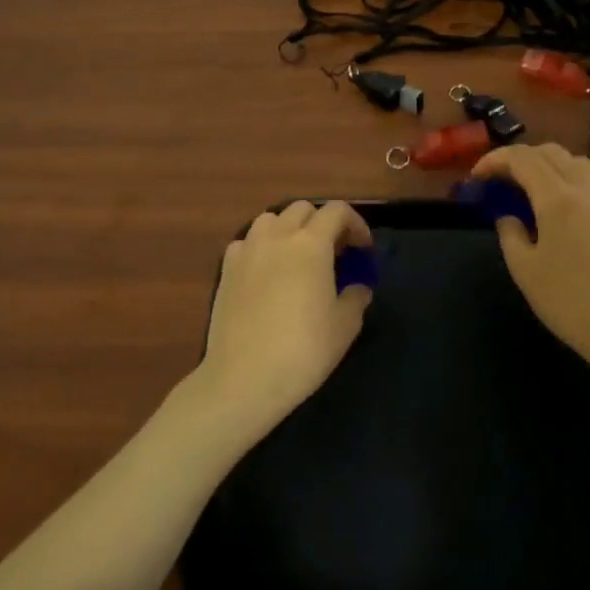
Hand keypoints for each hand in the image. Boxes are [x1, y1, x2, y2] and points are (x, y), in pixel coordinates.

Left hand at [195, 200, 373, 433]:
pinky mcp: (225, 270)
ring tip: (299, 257)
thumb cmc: (303, 350)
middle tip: (334, 253)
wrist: (243, 379)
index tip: (363, 250)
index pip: (337, 211)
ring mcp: (247, 251)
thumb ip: (356, 297)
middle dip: (323, 223)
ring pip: (271, 219)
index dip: (356, 224)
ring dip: (289, 229)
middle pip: (302, 210)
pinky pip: (247, 242)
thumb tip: (357, 287)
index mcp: (311, 244)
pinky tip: (267, 272)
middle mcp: (277, 237)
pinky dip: (262, 246)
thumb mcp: (345, 326)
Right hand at [471, 144, 589, 377]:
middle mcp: (583, 189)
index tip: (476, 177)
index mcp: (557, 198)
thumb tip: (508, 217)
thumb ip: (510, 235)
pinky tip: (554, 203)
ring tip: (526, 186)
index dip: (494, 160)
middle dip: (518, 157)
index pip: (522, 159)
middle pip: (550, 152)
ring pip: (573, 160)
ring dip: (545, 162)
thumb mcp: (525, 271)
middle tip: (498, 179)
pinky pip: (588, 179)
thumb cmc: (569, 301)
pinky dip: (565, 176)